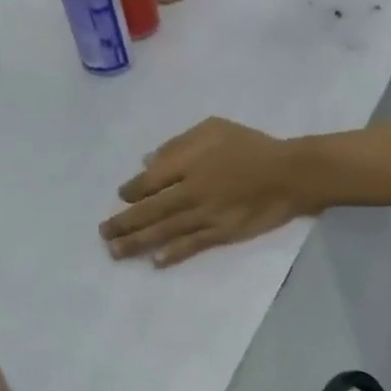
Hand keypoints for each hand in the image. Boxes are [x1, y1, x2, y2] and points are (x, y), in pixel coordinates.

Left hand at [101, 118, 316, 266]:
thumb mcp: (213, 128)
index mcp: (187, 161)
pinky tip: (156, 262)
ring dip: (139, 242)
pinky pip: (192, 245)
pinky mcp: (222, 233)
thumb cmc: (252, 146)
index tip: (121, 198)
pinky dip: (173, 253)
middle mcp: (191, 190)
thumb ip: (179, 145)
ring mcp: (206, 215)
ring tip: (116, 253)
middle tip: (103, 234)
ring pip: (165, 230)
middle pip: (150, 209)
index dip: (132, 191)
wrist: (288, 174)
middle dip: (124, 223)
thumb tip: (148, 162)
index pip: (149, 181)